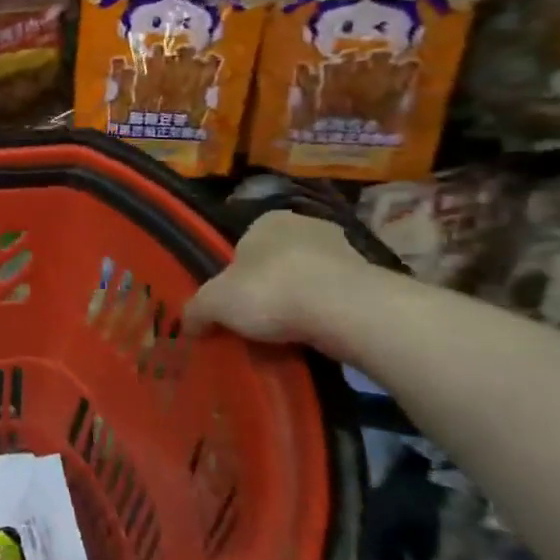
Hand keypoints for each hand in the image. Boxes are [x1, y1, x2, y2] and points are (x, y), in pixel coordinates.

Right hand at [186, 210, 369, 345]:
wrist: (345, 310)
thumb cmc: (270, 291)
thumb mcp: (214, 303)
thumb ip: (196, 311)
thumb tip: (186, 325)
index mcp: (267, 221)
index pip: (244, 245)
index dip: (236, 276)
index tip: (234, 304)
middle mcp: (307, 226)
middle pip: (279, 262)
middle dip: (271, 289)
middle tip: (259, 322)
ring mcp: (345, 251)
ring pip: (311, 281)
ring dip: (301, 304)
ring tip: (289, 336)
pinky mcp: (373, 281)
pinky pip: (338, 300)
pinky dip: (327, 317)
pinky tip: (317, 338)